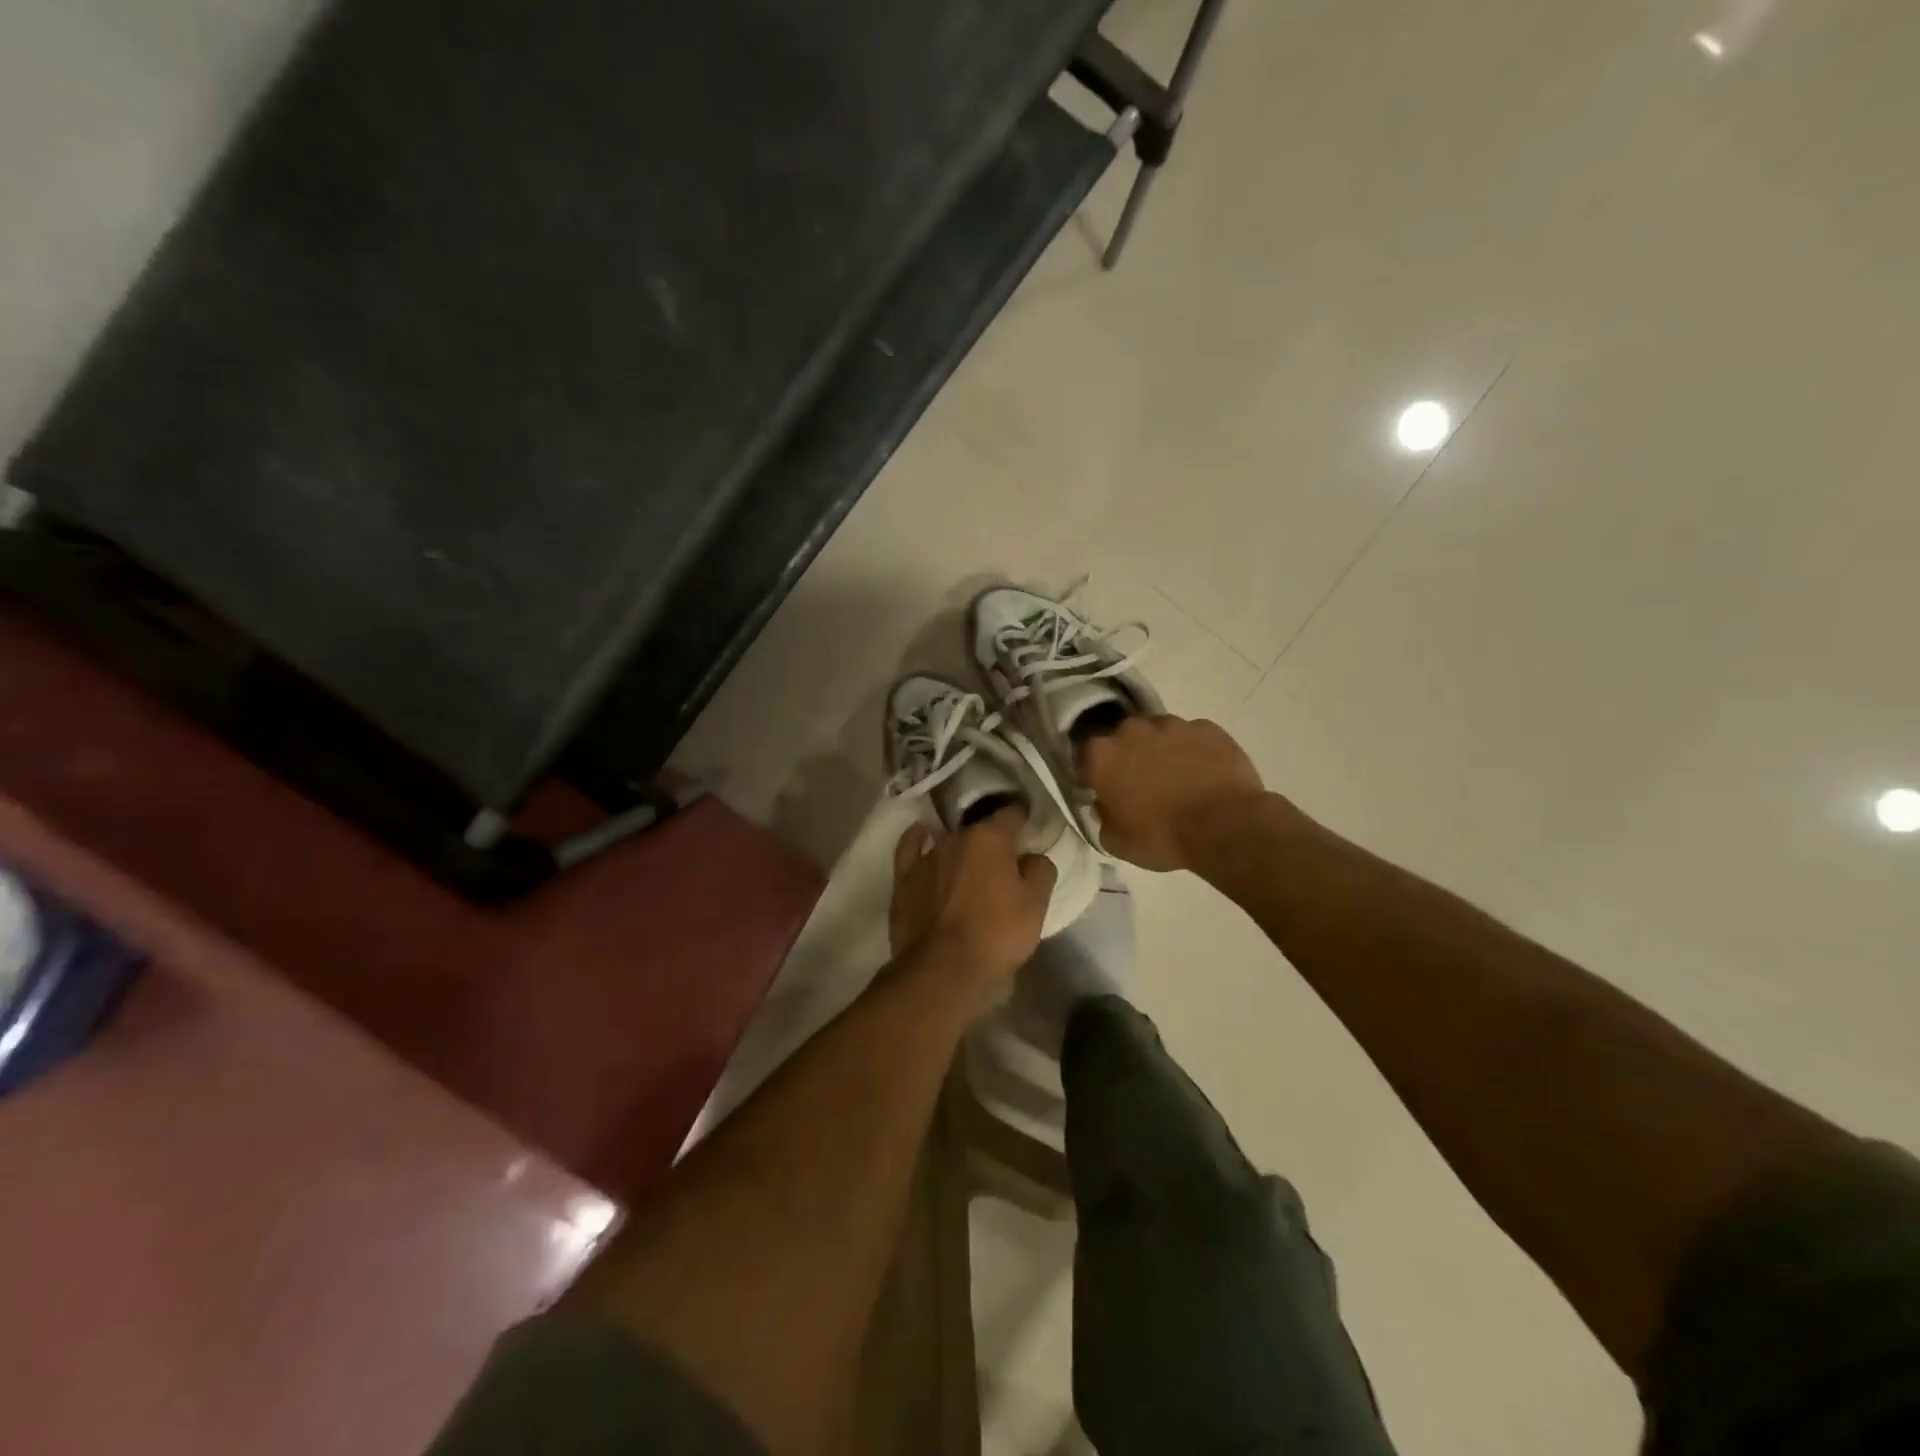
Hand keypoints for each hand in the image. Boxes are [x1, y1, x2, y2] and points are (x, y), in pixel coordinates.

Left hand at [890, 807, 1056, 986]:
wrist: (942, 969)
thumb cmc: (996, 934)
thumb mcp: (1035, 905)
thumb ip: (1040, 871)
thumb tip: (1032, 857)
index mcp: (990, 838)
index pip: (1011, 814)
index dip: (1022, 819)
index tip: (1028, 829)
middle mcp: (956, 838)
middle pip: (979, 830)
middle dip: (992, 842)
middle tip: (1003, 864)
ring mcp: (926, 857)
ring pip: (949, 842)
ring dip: (961, 849)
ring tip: (970, 865)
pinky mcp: (904, 878)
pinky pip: (910, 848)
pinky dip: (917, 838)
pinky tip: (921, 833)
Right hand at [1079, 715, 1267, 871]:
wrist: (1225, 826)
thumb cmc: (1163, 837)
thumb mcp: (1116, 841)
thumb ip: (1102, 816)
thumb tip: (1105, 804)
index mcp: (1102, 756)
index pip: (1086, 759)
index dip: (1094, 776)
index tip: (1104, 791)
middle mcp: (1132, 730)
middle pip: (1123, 740)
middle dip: (1128, 757)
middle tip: (1142, 784)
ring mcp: (1172, 725)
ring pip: (1159, 734)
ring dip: (1162, 751)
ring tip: (1177, 779)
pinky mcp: (1207, 727)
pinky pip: (1193, 737)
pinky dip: (1194, 751)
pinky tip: (1204, 774)